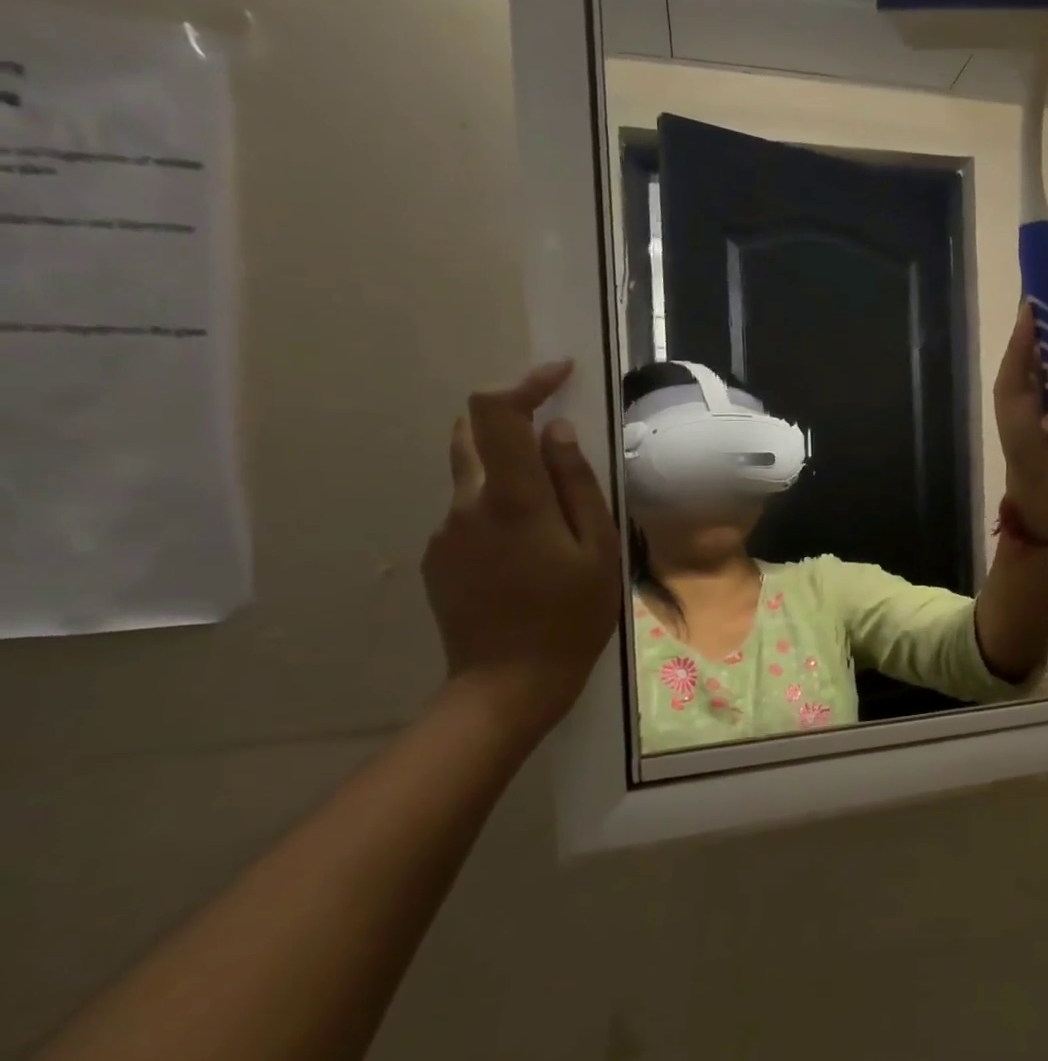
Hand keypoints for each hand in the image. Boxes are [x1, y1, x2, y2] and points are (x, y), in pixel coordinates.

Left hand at [422, 360, 623, 737]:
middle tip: (557, 442)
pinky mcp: (438, 556)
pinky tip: (528, 550)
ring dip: (508, 469)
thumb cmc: (570, 617)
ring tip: (552, 511)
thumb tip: (558, 432)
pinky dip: (498, 506)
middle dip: (511, 419)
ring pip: (472, 474)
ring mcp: (445, 531)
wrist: (507, 684)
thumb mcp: (597, 550)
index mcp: (512, 500)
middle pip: (472, 433)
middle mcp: (466, 505)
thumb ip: (576, 485)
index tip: (559, 375)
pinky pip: (468, 511)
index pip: (497, 414)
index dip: (524, 383)